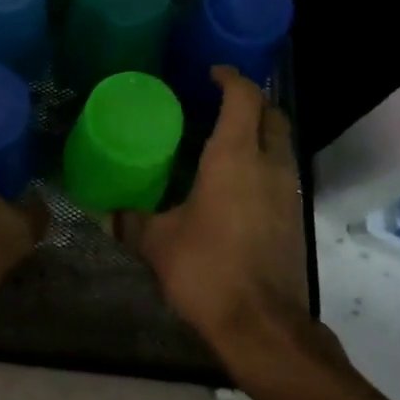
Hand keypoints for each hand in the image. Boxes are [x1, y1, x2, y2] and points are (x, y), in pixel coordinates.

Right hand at [121, 67, 312, 365]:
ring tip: (223, 139)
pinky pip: (281, 172)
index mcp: (235, 157)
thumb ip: (130, 221)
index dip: (231, 78)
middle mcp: (269, 165)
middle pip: (272, 114)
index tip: (211, 72)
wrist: (263, 327)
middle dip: (250, 100)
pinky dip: (263, 161)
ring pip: (280, 143)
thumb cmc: (207, 270)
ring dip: (259, 132)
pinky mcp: (294, 217)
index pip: (244, 97)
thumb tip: (104, 213)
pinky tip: (235, 182)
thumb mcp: (158, 243)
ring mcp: (288, 191)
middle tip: (217, 102)